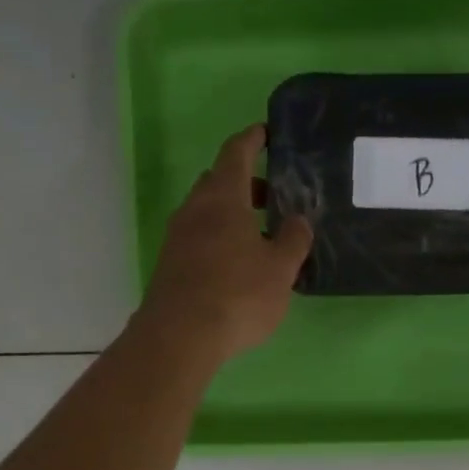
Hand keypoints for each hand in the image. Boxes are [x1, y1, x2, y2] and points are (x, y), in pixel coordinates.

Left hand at [137, 125, 312, 363]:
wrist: (180, 336)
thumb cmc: (237, 294)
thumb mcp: (280, 269)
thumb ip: (293, 240)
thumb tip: (298, 220)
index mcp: (223, 197)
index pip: (236, 153)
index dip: (252, 140)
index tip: (264, 133)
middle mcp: (195, 209)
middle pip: (219, 181)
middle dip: (246, 183)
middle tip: (274, 196)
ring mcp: (177, 237)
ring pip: (207, 212)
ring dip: (233, 214)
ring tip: (261, 235)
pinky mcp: (170, 265)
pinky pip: (198, 237)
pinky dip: (219, 238)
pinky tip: (238, 264)